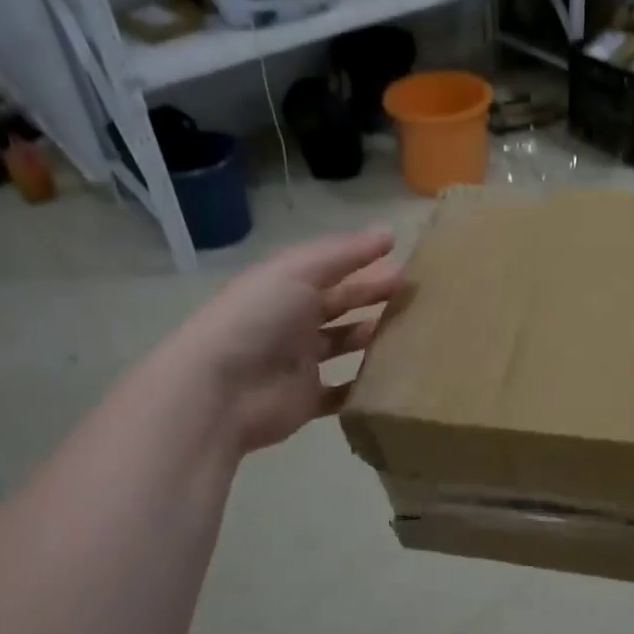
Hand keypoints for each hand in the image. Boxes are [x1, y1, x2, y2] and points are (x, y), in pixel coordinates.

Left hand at [176, 229, 402, 455]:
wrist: (220, 391)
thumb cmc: (258, 320)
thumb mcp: (297, 271)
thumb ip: (342, 253)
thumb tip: (388, 234)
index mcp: (285, 286)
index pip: (330, 267)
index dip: (362, 259)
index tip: (401, 255)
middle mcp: (292, 320)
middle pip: (340, 303)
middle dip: (373, 295)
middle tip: (413, 292)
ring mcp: (299, 361)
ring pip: (343, 343)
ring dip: (372, 336)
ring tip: (410, 329)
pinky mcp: (307, 399)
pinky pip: (342, 392)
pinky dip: (363, 386)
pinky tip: (393, 377)